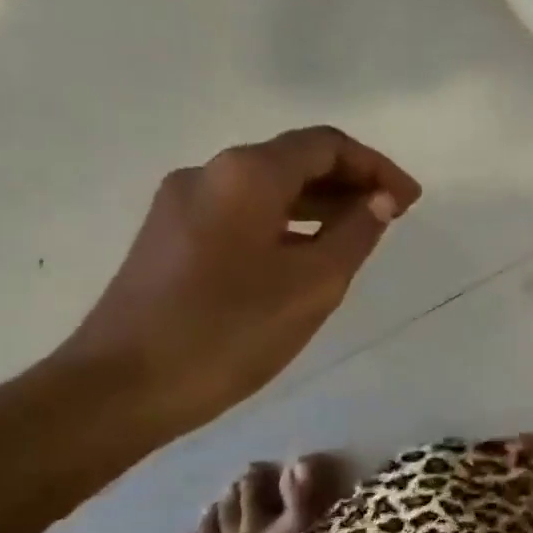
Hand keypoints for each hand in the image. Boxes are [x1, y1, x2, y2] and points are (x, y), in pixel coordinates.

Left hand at [59, 127, 419, 433]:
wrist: (121, 387)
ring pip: (267, 187)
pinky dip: (286, 222)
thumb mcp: (313, 284)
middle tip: (393, 216)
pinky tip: (308, 254)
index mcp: (246, 174)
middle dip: (350, 182)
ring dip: (320, 203)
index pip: (326, 145)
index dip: (376, 167)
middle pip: (294, 159)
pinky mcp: (170, 237)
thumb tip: (380, 199)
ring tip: (359, 235)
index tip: (411, 201)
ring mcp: (181, 204)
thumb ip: (356, 233)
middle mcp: (209, 174)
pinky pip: (243, 212)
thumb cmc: (228, 331)